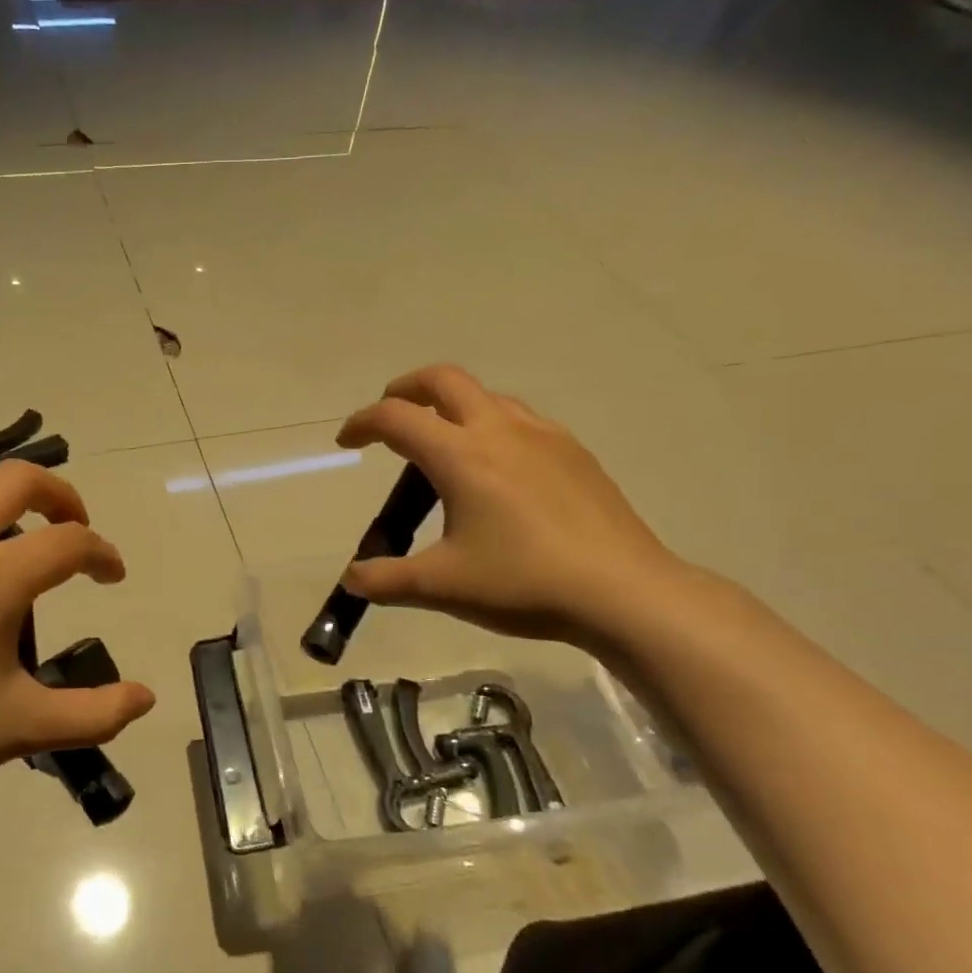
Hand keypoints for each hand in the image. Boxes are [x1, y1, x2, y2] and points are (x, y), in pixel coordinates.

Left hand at [0, 461, 155, 824]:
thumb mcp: (21, 729)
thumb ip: (94, 713)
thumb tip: (145, 699)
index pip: (68, 541)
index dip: (102, 553)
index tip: (113, 577)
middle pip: (17, 480)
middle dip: (61, 494)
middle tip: (75, 529)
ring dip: (9, 503)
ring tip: (21, 546)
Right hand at [336, 365, 688, 645]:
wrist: (624, 592)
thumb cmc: (524, 583)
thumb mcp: (442, 587)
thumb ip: (386, 580)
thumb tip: (352, 579)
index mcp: (461, 455)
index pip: (396, 417)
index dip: (362, 422)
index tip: (347, 442)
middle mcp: (499, 430)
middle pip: (443, 380)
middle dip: (407, 388)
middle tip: (390, 415)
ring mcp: (544, 436)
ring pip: (487, 396)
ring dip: (452, 405)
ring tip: (443, 443)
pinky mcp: (575, 452)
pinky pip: (522, 419)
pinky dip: (492, 424)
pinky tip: (499, 468)